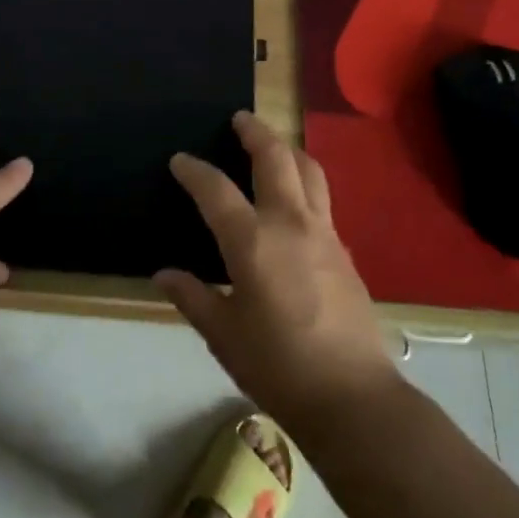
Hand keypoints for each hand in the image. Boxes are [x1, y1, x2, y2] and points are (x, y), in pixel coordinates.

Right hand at [158, 111, 397, 431]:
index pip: (216, 189)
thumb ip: (192, 298)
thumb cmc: (278, 366)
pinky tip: (295, 202)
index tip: (180, 160)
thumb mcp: (223, 335)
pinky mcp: (344, 251)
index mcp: (252, 241)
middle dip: (255, 132)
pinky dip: (305, 184)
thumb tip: (164, 275)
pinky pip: (322, 201)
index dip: (194, 170)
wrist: (353, 398)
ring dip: (288, 150)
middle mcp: (290, 224)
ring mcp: (324, 234)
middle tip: (240, 119)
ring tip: (273, 146)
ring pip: (309, 171)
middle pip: (275, 158)